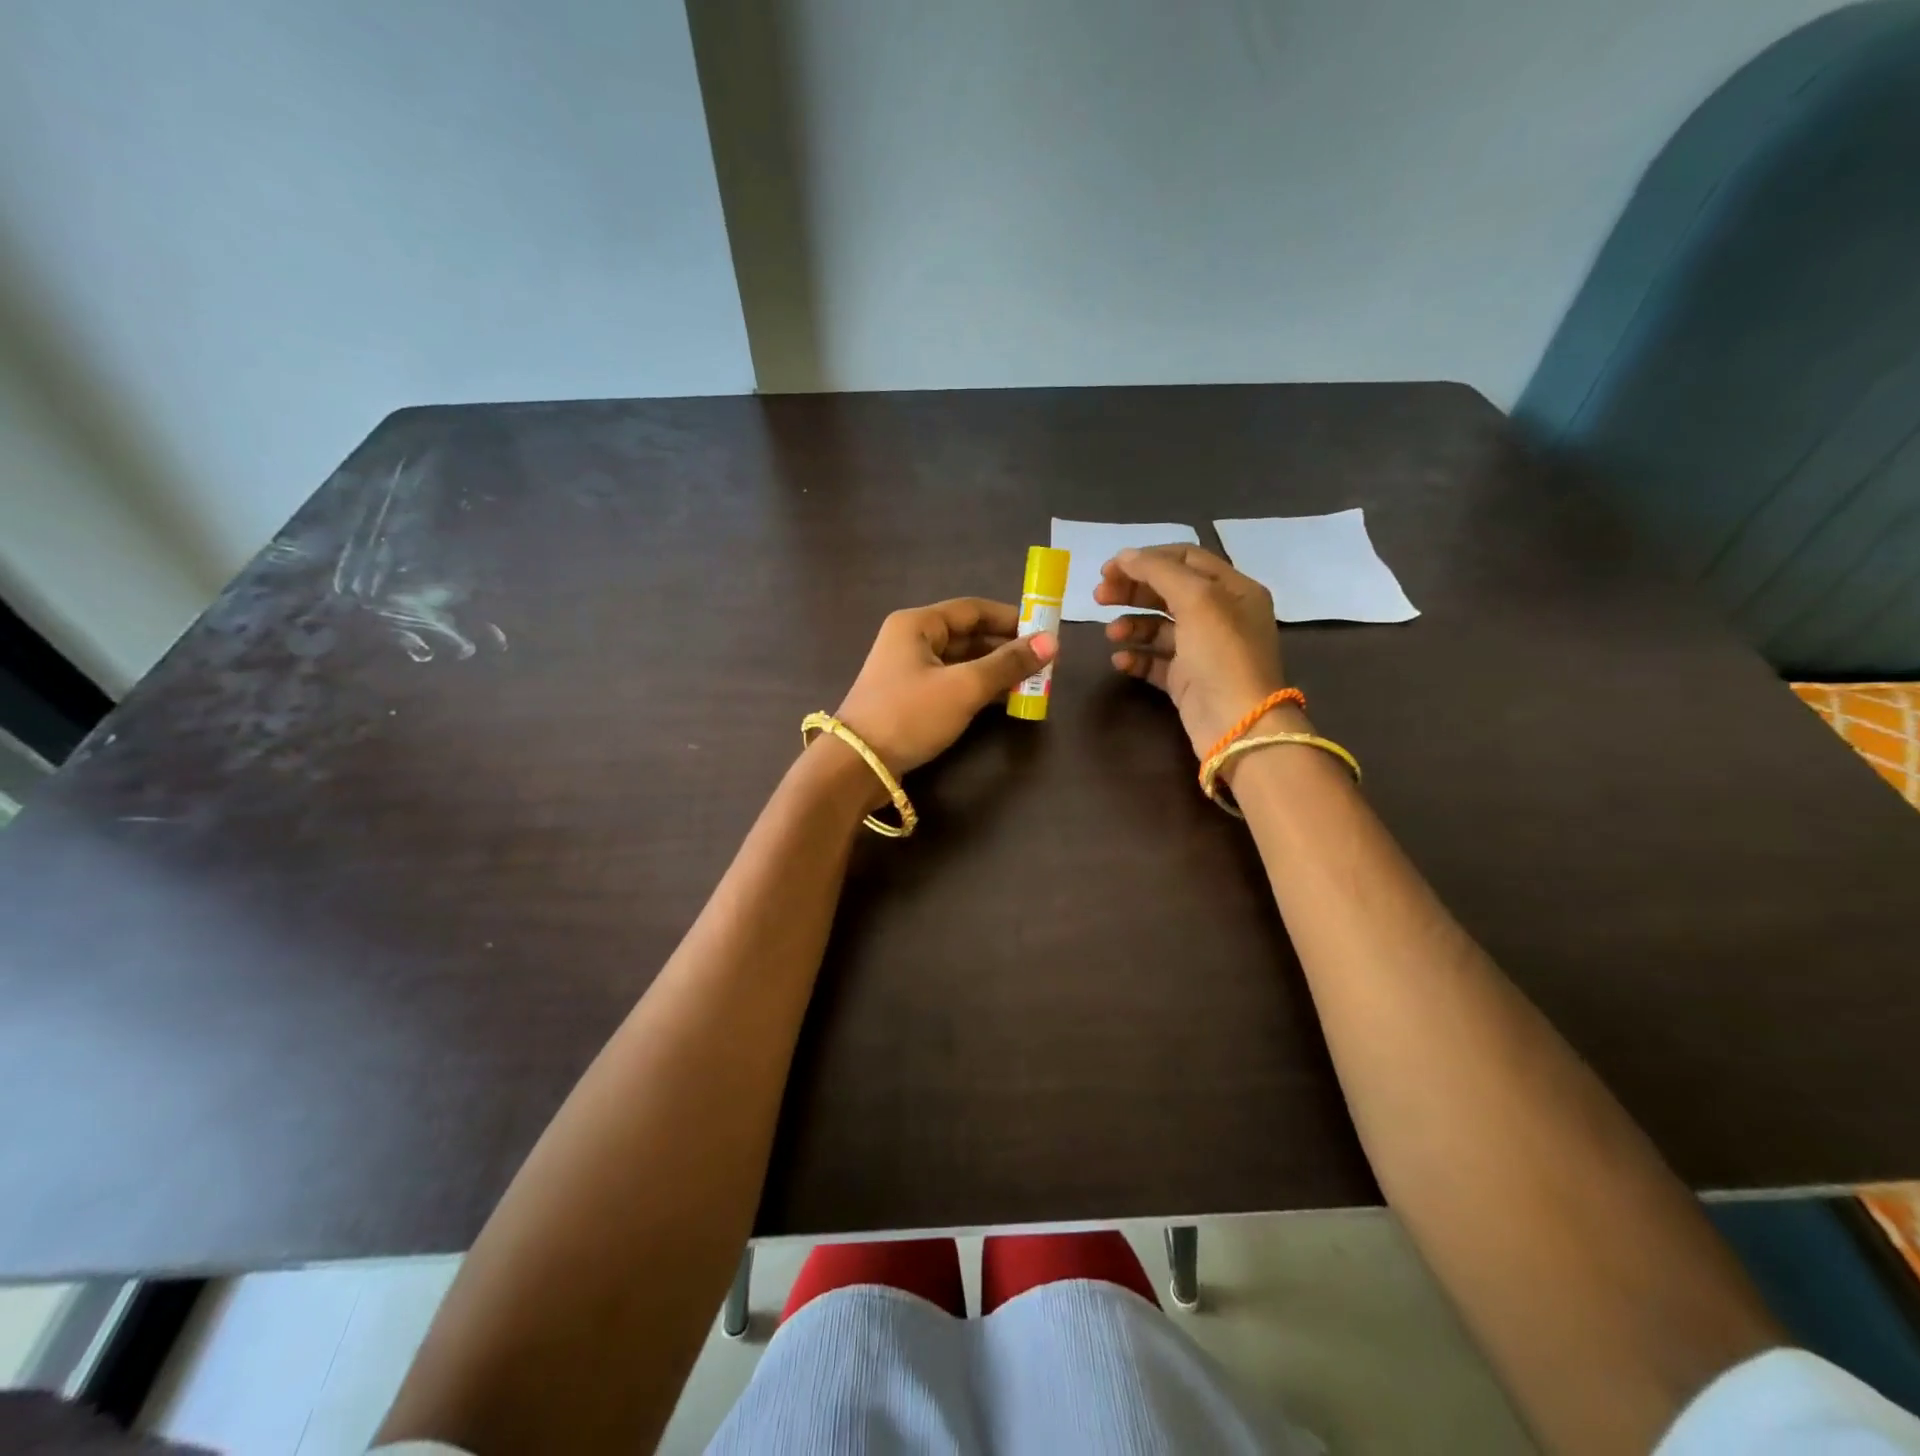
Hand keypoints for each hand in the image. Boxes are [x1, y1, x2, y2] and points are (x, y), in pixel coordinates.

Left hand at [834, 598, 1054, 774]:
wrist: (858, 764)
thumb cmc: (910, 715)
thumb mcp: (964, 687)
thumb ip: (1008, 664)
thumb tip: (1052, 643)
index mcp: (918, 624)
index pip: (973, 609)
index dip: (1011, 618)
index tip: (1045, 632)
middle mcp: (911, 640)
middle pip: (968, 635)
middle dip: (1006, 648)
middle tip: (1044, 663)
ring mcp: (909, 671)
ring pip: (962, 661)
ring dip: (995, 670)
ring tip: (1032, 683)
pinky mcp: (911, 698)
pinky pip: (953, 683)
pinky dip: (978, 688)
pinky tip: (1005, 700)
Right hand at [1095, 544, 1288, 756]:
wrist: (1238, 726)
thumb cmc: (1222, 655)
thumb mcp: (1197, 600)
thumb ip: (1159, 572)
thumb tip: (1125, 556)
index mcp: (1233, 589)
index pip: (1186, 559)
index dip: (1147, 559)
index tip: (1110, 568)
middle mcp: (1220, 616)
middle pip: (1169, 591)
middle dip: (1133, 591)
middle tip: (1099, 597)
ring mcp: (1203, 650)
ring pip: (1159, 627)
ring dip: (1132, 625)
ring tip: (1111, 634)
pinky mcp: (1187, 680)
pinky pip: (1156, 661)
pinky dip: (1137, 657)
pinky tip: (1120, 659)